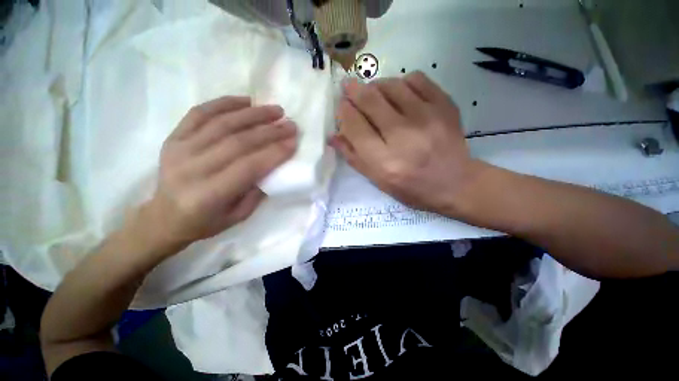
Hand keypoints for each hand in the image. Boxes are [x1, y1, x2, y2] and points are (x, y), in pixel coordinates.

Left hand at [141, 96, 296, 249]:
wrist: (163, 217)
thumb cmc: (205, 222)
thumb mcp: (238, 216)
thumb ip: (257, 190)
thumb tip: (273, 163)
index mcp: (209, 194)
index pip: (249, 166)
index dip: (274, 152)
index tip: (294, 141)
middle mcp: (192, 169)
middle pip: (238, 142)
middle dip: (270, 131)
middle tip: (290, 124)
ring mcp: (179, 149)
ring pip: (222, 123)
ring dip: (253, 114)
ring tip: (275, 110)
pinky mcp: (173, 138)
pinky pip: (200, 113)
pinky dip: (224, 103)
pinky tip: (245, 100)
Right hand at [332, 71, 486, 215]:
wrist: (455, 183)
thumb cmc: (411, 187)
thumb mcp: (377, 180)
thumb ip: (354, 157)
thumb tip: (334, 135)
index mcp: (385, 161)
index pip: (355, 126)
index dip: (344, 112)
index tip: (342, 107)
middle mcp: (403, 136)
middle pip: (370, 100)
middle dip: (354, 91)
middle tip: (349, 88)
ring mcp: (427, 117)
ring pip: (391, 85)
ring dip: (375, 85)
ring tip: (373, 93)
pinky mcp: (445, 105)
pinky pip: (416, 79)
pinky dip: (402, 82)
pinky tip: (399, 93)